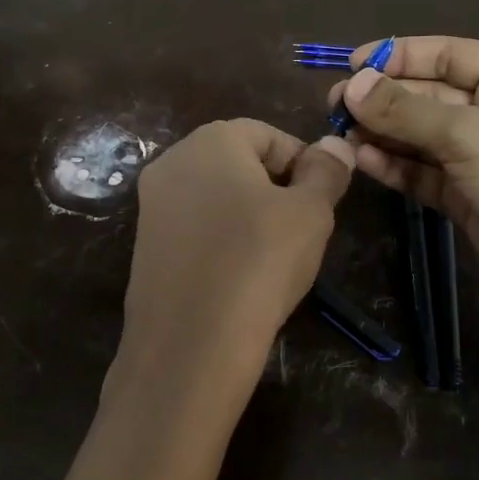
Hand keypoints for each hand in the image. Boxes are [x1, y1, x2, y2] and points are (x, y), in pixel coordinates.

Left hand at [110, 119, 353, 434]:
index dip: (304, 162)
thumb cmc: (260, 262)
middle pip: (238, 163)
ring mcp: (150, 207)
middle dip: (276, 189)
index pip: (268, 134)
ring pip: (216, 198)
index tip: (323, 200)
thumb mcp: (311, 213)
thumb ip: (326, 171)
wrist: (190, 345)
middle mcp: (172, 163)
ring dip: (250, 217)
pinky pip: (195, 231)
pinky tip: (241, 278)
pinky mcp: (144, 248)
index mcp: (210, 140)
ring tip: (275, 257)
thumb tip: (334, 144)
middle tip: (303, 229)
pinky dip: (222, 243)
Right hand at [330, 37, 478, 349]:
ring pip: (419, 135)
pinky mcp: (464, 195)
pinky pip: (421, 171)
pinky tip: (363, 161)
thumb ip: (406, 111)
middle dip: (383, 98)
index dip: (400, 56)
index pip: (448, 54)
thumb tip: (352, 86)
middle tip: (335, 105)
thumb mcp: (469, 137)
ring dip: (382, 133)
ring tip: (340, 133)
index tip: (352, 64)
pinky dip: (394, 165)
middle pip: (428, 95)